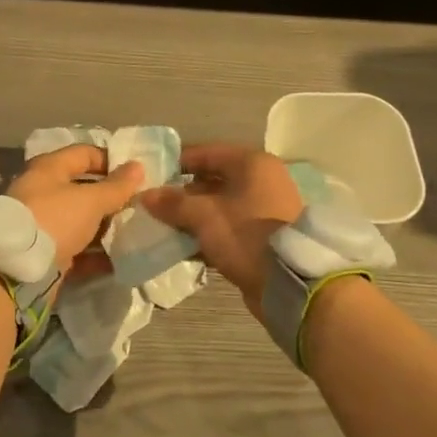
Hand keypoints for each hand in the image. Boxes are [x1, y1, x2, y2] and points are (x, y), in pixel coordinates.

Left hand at [7, 144, 144, 278]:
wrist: (15, 270)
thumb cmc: (54, 219)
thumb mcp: (90, 200)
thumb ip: (116, 186)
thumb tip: (137, 166)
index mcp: (49, 169)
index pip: (84, 153)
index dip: (111, 161)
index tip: (136, 176)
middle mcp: (42, 192)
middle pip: (83, 189)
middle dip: (110, 199)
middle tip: (138, 207)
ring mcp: (42, 224)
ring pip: (80, 221)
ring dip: (105, 228)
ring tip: (133, 234)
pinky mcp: (44, 253)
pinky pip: (75, 249)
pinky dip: (95, 255)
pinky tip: (118, 262)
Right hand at [139, 142, 301, 314]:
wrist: (290, 284)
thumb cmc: (246, 235)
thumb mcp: (204, 216)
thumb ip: (173, 203)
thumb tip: (145, 195)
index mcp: (252, 164)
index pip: (206, 153)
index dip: (177, 162)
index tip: (152, 176)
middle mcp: (262, 180)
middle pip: (213, 179)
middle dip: (183, 193)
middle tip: (155, 205)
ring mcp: (266, 208)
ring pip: (220, 205)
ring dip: (194, 215)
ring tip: (165, 226)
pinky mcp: (265, 235)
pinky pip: (229, 226)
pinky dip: (209, 232)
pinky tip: (185, 246)